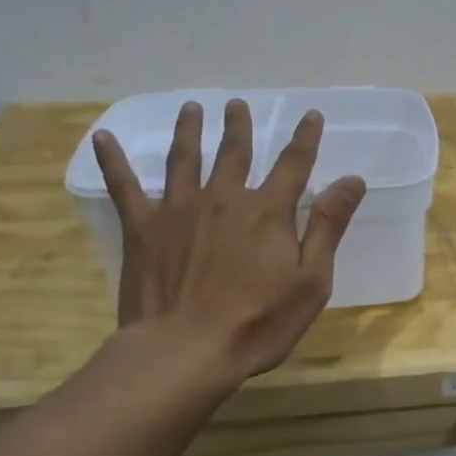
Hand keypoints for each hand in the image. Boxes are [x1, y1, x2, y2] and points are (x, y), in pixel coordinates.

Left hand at [91, 100, 365, 383]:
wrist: (184, 351)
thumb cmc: (258, 322)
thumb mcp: (311, 280)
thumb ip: (327, 226)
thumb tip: (352, 180)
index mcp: (267, 211)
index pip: (294, 164)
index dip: (305, 138)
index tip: (311, 114)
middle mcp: (223, 197)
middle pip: (234, 152)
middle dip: (239, 126)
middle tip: (237, 104)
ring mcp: (179, 209)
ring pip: (184, 158)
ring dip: (189, 131)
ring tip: (191, 108)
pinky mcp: (142, 228)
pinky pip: (124, 186)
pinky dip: (113, 161)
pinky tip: (103, 138)